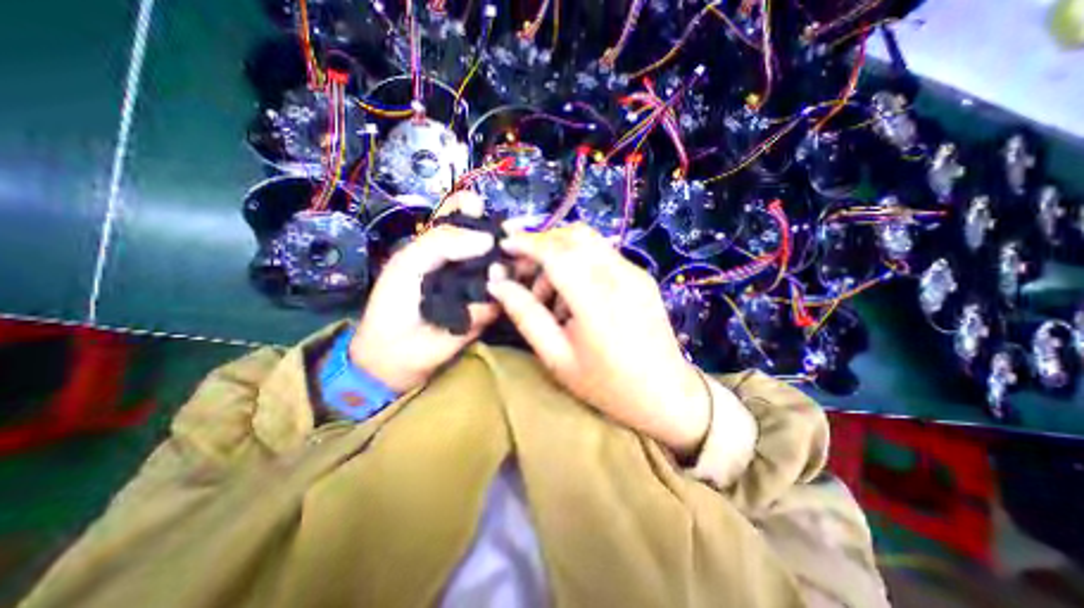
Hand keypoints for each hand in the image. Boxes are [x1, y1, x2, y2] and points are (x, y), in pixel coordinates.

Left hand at [355, 193, 505, 393]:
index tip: (481, 211)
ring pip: (504, 267)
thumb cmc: (394, 302)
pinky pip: (503, 297)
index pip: (461, 215)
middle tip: (515, 238)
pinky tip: (508, 289)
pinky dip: (507, 291)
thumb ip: (442, 243)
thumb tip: (488, 240)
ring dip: (512, 264)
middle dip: (505, 236)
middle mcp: (466, 262)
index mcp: (443, 245)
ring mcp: (480, 286)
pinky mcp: (489, 310)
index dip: (472, 208)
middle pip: (491, 240)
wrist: (395, 354)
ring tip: (515, 263)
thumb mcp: (408, 263)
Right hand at [490, 224, 712, 456]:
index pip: (557, 252)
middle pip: (575, 235)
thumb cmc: (606, 384)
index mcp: (597, 301)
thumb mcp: (557, 358)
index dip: (527, 242)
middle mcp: (620, 277)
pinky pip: (602, 255)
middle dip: (542, 243)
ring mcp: (636, 273)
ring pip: (589, 241)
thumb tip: (498, 284)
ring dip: (560, 254)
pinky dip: (579, 262)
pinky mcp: (642, 276)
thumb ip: (526, 316)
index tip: (504, 244)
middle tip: (523, 270)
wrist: (666, 394)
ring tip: (548, 294)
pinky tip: (572, 295)